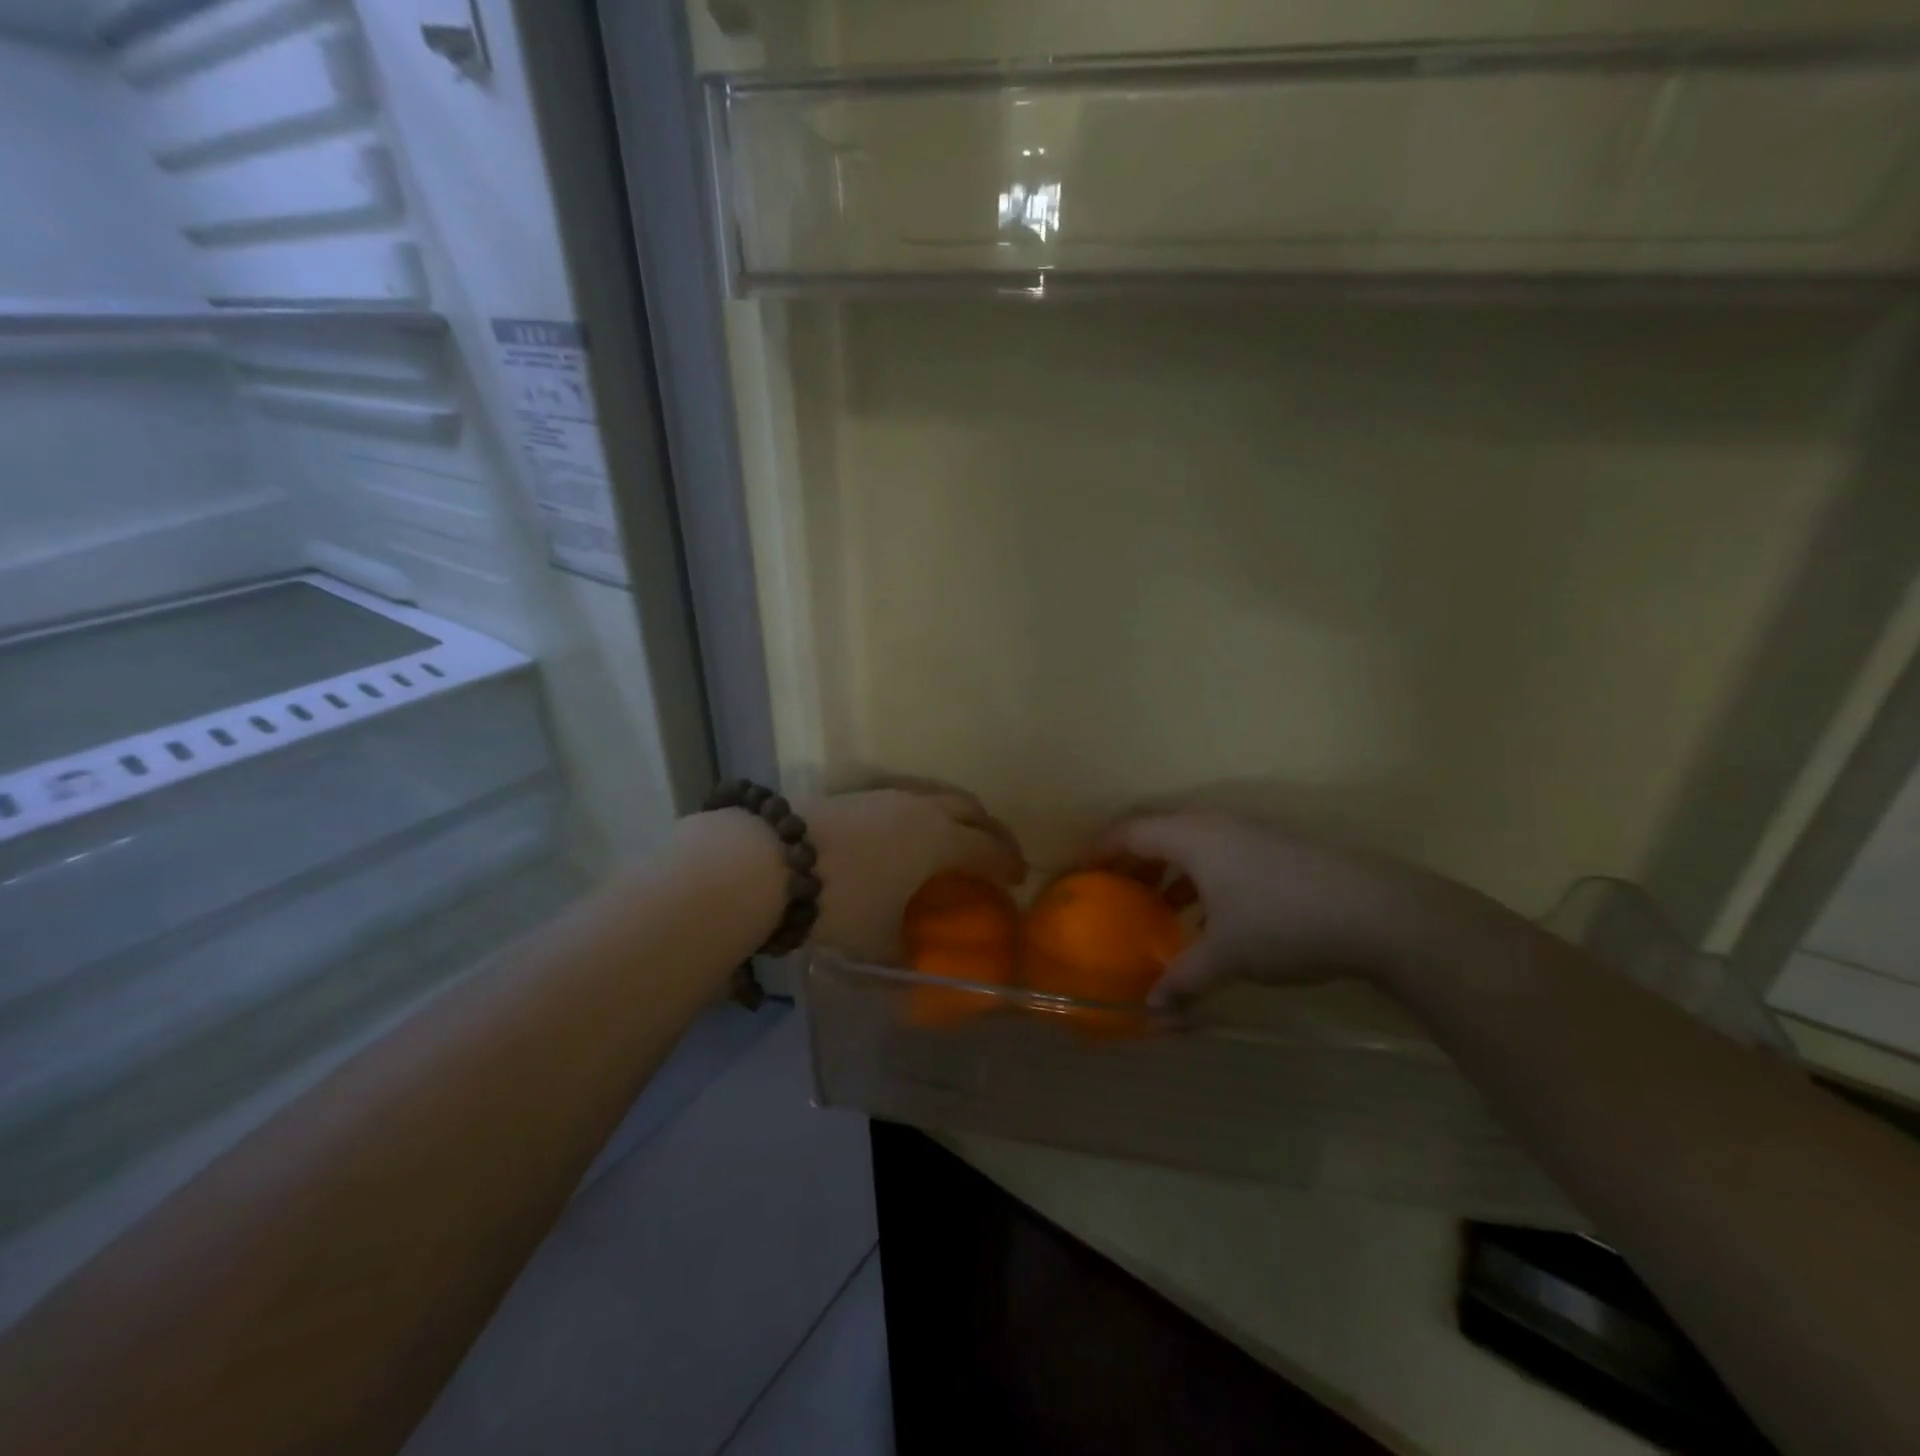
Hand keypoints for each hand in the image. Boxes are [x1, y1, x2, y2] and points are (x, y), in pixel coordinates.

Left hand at [806, 786, 1026, 962]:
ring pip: (935, 797)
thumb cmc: (843, 901)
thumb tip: (914, 971)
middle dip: (989, 829)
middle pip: (970, 808)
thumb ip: (903, 953)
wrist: (771, 860)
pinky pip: (905, 799)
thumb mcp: (877, 938)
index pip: (987, 847)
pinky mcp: (854, 794)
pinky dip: (921, 814)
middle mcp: (919, 808)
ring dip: (954, 816)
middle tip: (997, 852)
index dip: (1007, 862)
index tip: (1018, 877)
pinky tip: (904, 835)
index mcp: (939, 839)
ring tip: (953, 840)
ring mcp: (885, 796)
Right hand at [1101, 812, 1459, 1007]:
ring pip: (1191, 843)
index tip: (1078, 872)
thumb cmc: (1282, 922)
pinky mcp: (1275, 848)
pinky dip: (1199, 878)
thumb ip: (1182, 979)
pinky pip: (1218, 854)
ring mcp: (1249, 832)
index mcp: (1191, 836)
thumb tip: (1153, 1011)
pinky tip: (1206, 917)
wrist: (1376, 911)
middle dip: (1130, 859)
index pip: (1129, 831)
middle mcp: (1215, 824)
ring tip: (1154, 906)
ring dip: (1167, 870)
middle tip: (1110, 888)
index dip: (1098, 849)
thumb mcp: (1226, 955)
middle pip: (1156, 831)